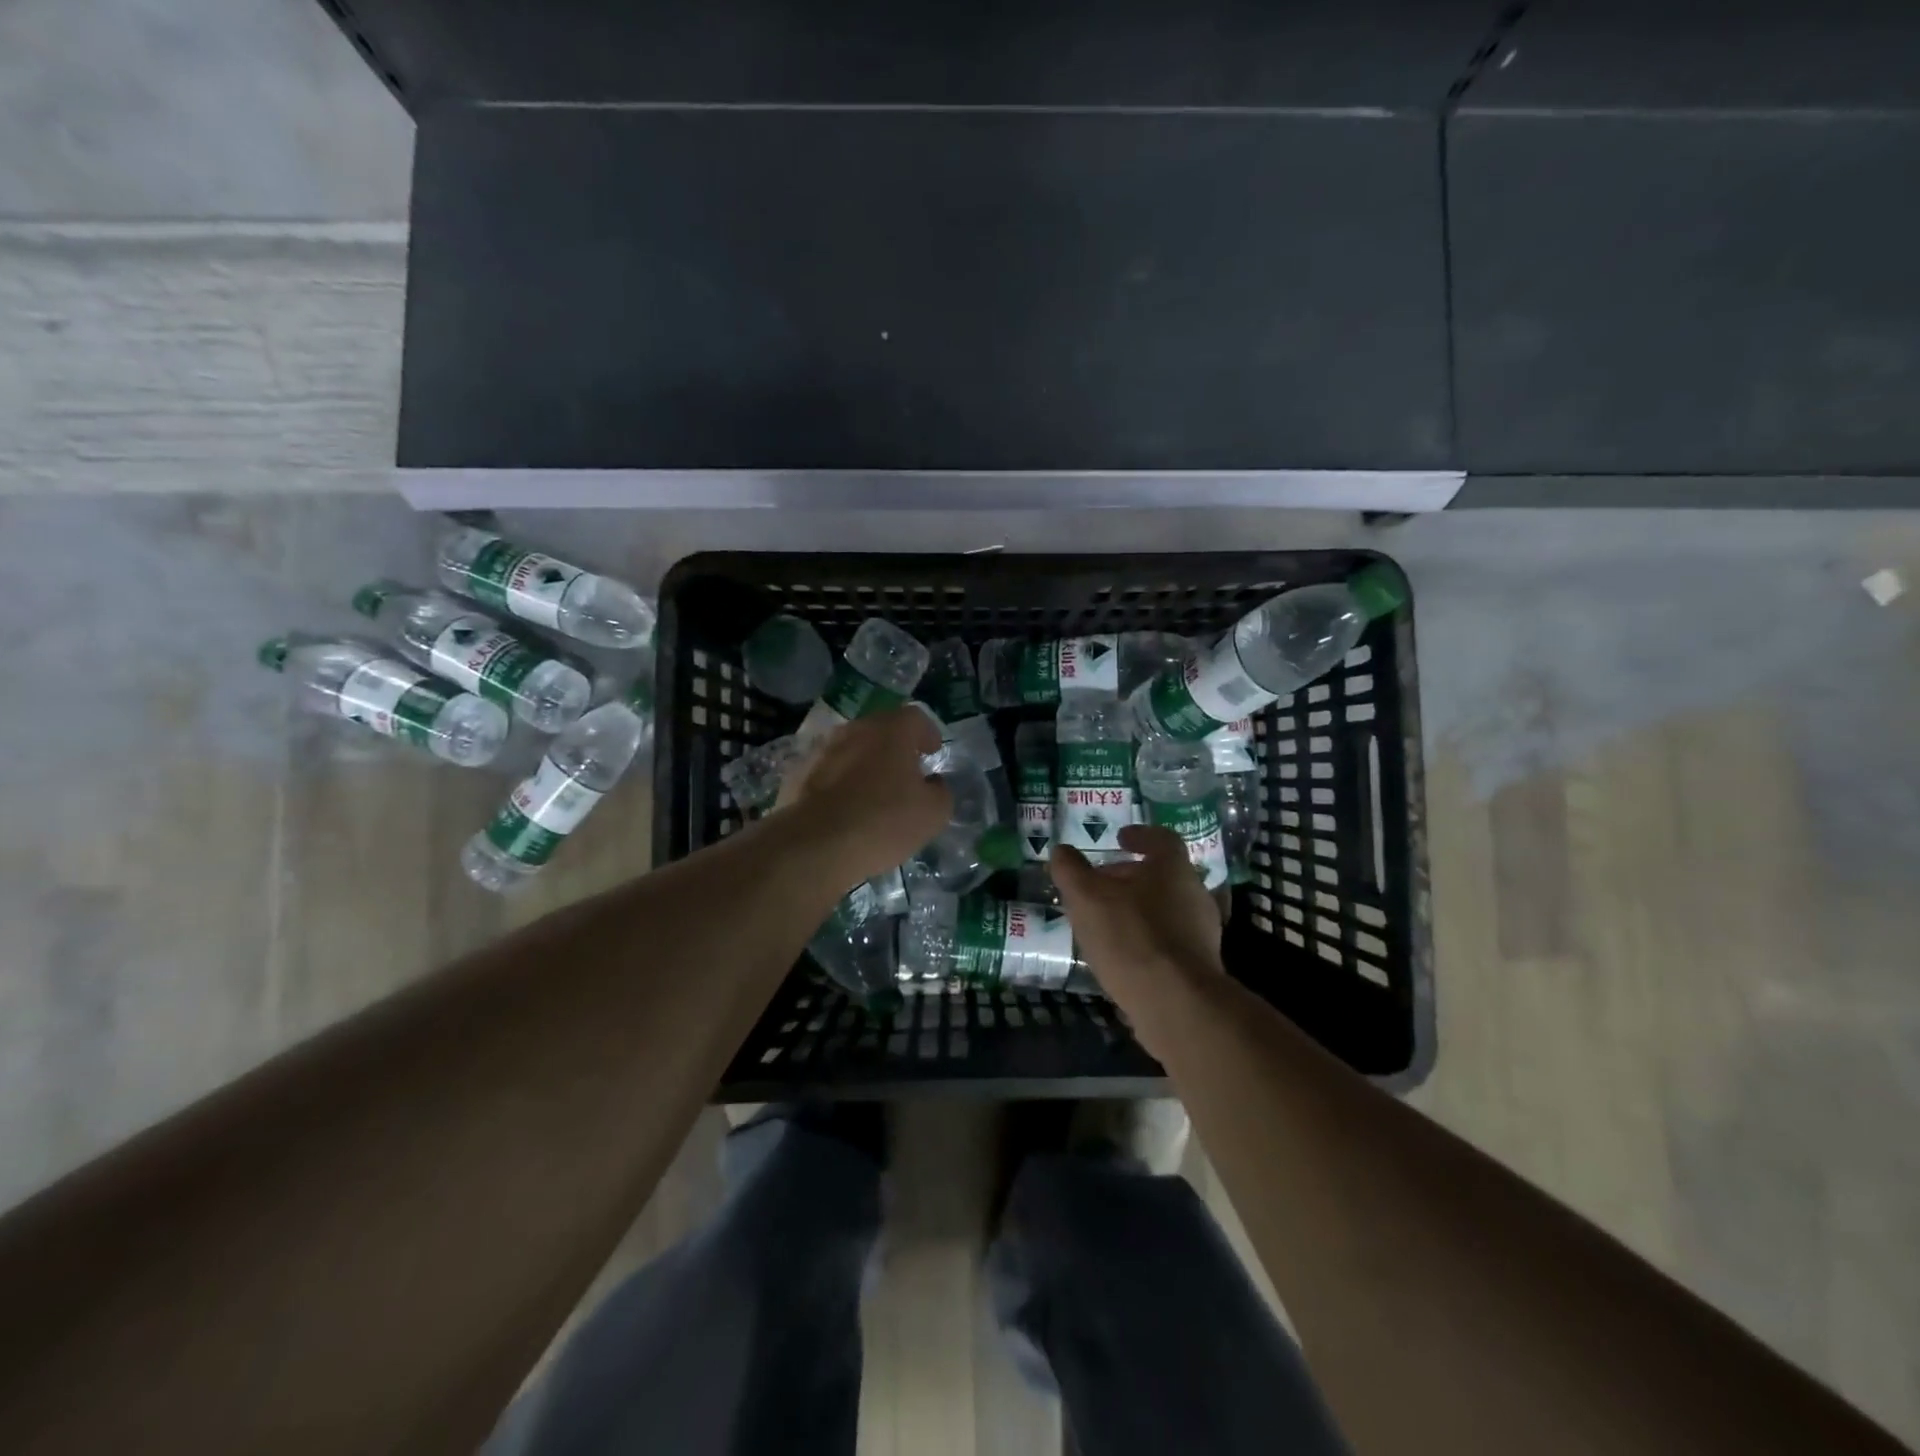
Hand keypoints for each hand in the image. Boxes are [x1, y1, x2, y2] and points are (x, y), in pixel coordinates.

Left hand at [774, 707, 951, 886]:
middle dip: (894, 747)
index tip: (932, 751)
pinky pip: (827, 772)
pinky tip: (843, 809)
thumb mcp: (933, 813)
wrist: (815, 846)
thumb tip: (932, 784)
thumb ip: (940, 791)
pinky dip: (839, 783)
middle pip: (879, 730)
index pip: (914, 717)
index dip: (927, 733)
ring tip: (873, 792)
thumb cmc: (883, 822)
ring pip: (850, 749)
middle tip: (905, 771)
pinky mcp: (797, 774)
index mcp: (890, 731)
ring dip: (864, 763)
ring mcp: (821, 750)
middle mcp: (853, 730)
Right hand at [1052, 825, 1225, 1038]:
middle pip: (1163, 875)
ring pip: (1167, 908)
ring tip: (1107, 922)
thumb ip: (1070, 870)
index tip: (1120, 839)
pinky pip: (1170, 941)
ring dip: (1139, 909)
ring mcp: (1202, 932)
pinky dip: (1147, 939)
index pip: (1161, 838)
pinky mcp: (1201, 966)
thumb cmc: (1131, 936)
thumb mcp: (1086, 897)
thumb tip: (1061, 851)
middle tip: (1103, 884)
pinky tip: (1124, 955)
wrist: (1177, 1003)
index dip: (1139, 835)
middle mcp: (1194, 893)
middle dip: (1132, 876)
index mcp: (1173, 867)